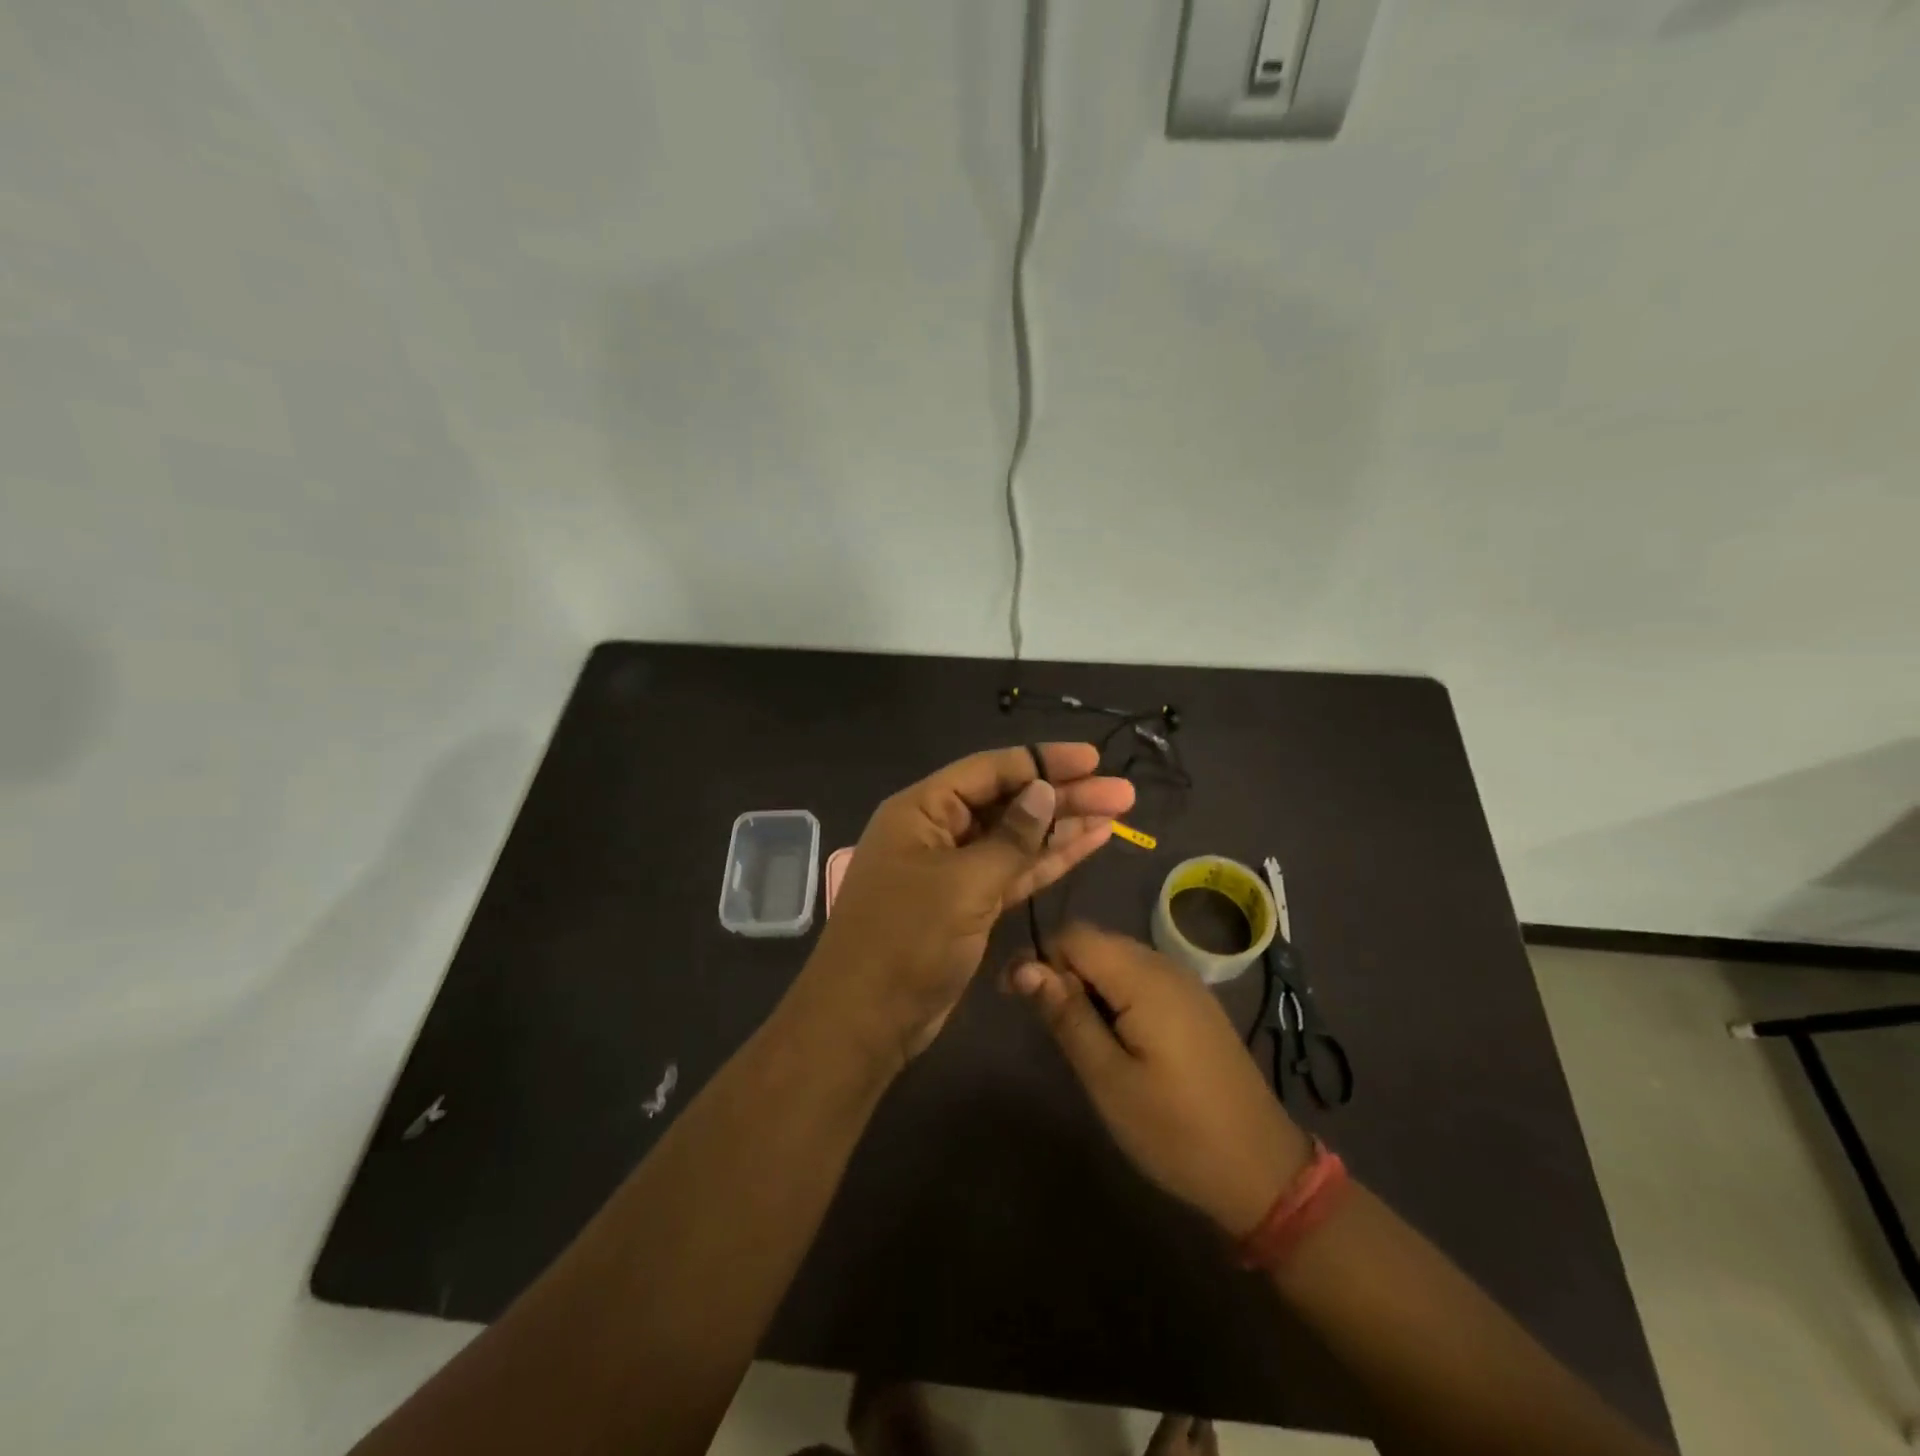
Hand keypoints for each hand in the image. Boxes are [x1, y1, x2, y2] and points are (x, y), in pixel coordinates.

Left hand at [806, 746, 1134, 1063]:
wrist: (867, 1020)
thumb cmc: (907, 941)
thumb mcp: (962, 884)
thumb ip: (1010, 839)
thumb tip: (1043, 791)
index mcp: (921, 810)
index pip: (989, 770)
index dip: (1042, 761)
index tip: (1093, 759)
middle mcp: (937, 831)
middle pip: (1008, 802)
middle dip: (1063, 795)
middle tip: (1121, 792)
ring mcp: (955, 870)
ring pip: (1017, 838)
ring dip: (1063, 826)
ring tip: (1117, 813)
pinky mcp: (970, 904)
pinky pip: (1015, 871)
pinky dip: (1049, 860)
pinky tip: (1088, 843)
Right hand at [1009, 924, 1311, 1237]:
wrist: (1262, 1171)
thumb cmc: (1175, 1130)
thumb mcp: (1108, 1079)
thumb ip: (1066, 1016)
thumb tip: (1024, 966)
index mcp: (1144, 978)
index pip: (1074, 935)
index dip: (1040, 959)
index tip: (1016, 999)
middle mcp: (1166, 966)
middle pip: (1096, 943)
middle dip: (1063, 972)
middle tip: (1046, 1026)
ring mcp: (1186, 984)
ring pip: (1118, 960)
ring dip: (1089, 986)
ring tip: (1078, 1038)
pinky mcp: (1195, 1004)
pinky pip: (1142, 978)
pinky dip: (1116, 996)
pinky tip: (1116, 1039)